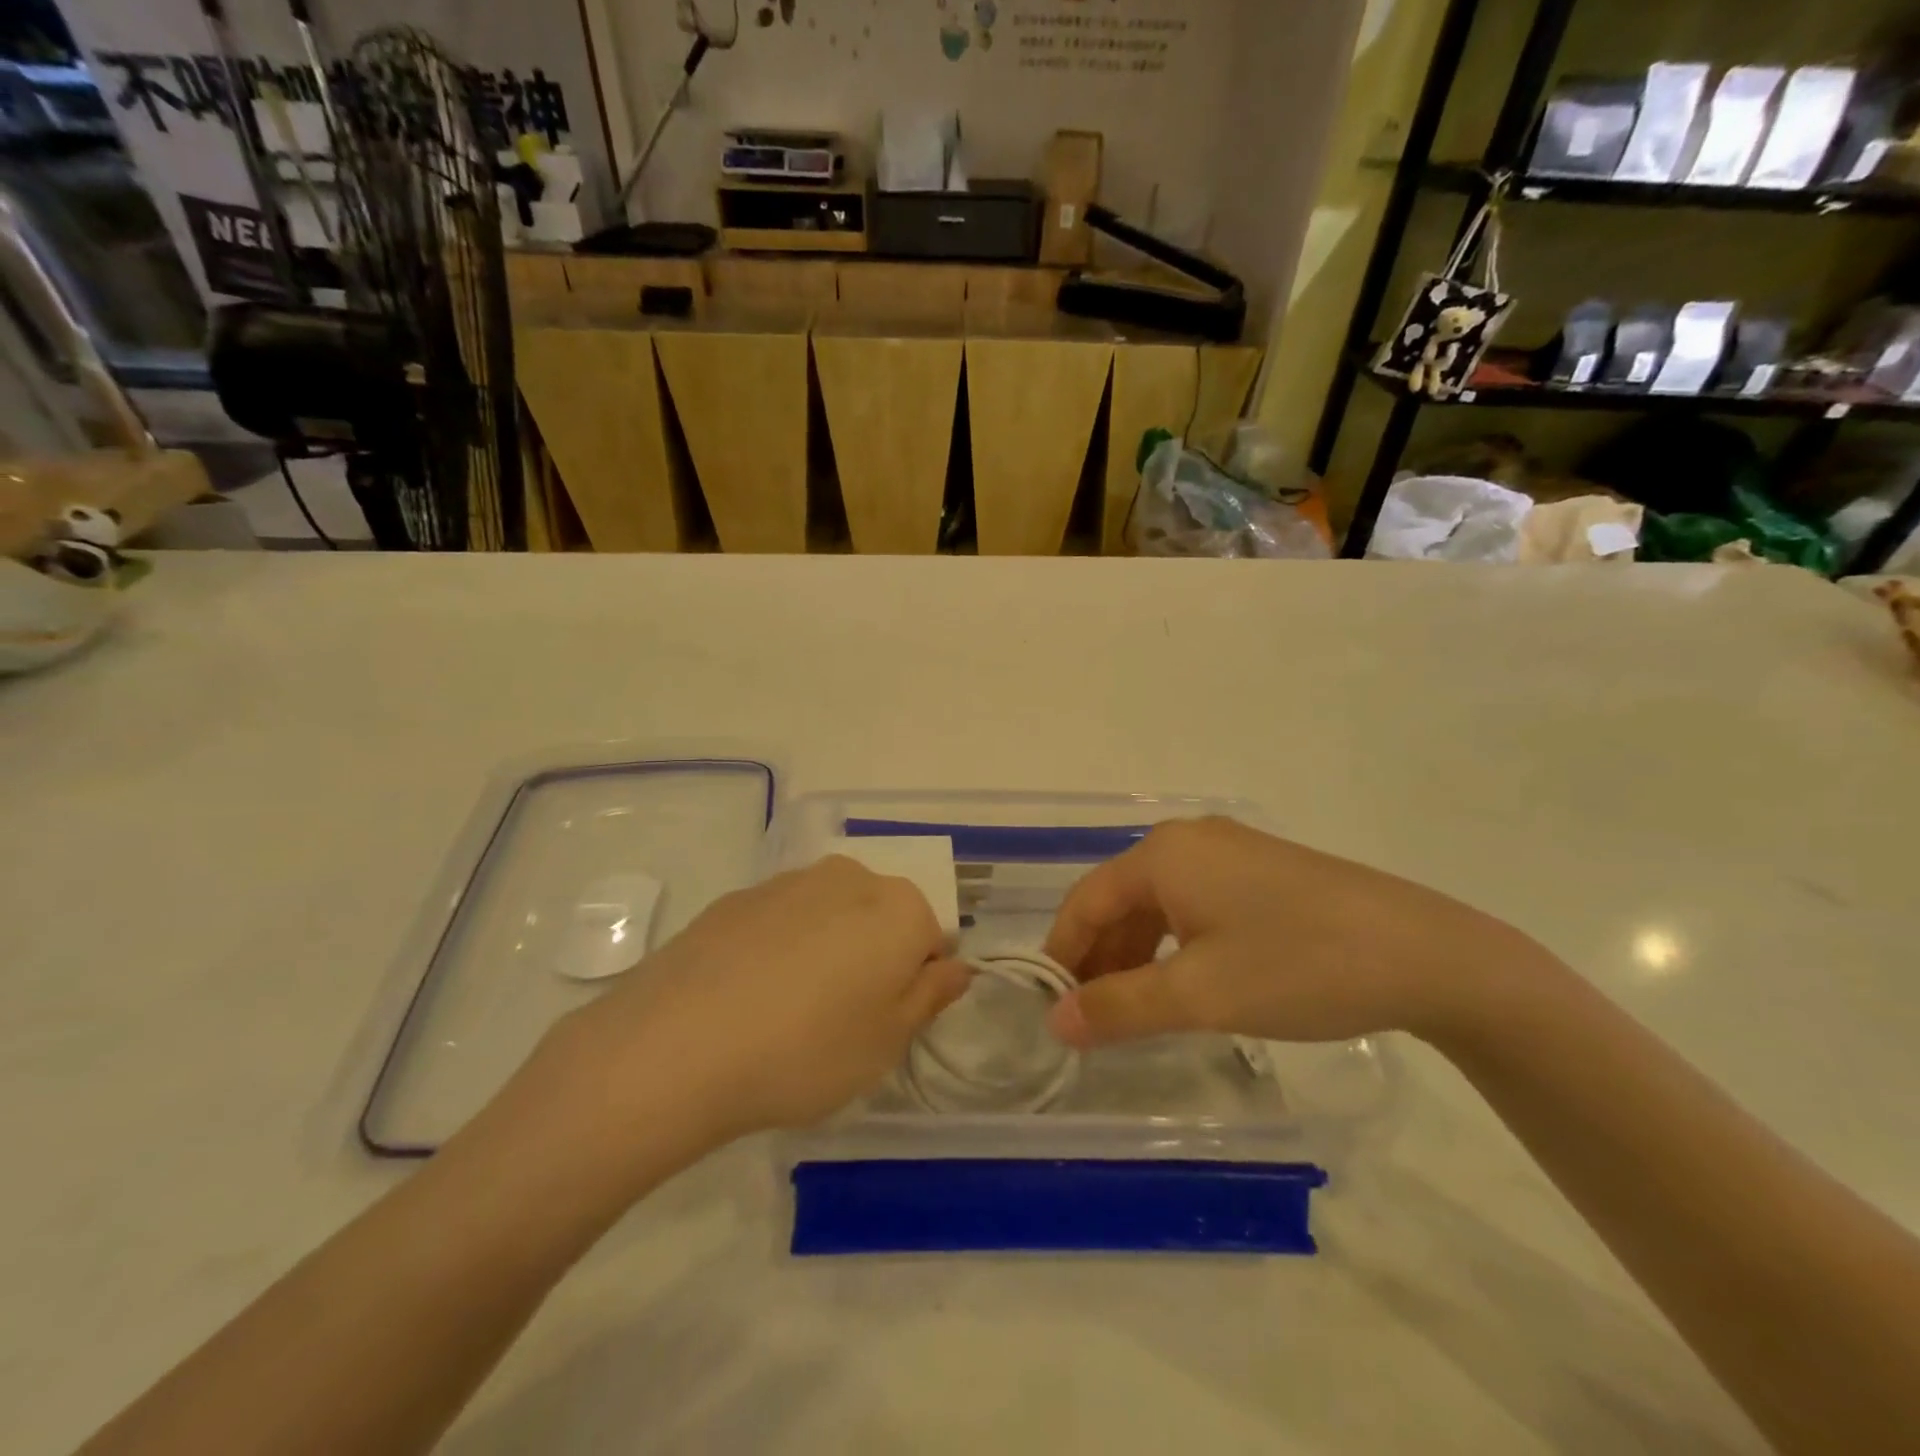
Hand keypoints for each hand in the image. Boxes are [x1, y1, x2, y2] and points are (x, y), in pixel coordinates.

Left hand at [546, 857, 969, 1147]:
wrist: (676, 1046)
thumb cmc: (806, 1051)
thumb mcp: (887, 1042)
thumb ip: (930, 996)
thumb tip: (954, 966)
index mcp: (898, 908)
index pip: (932, 939)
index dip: (915, 985)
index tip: (884, 1025)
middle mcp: (849, 878)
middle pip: (881, 918)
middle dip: (873, 959)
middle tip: (840, 1021)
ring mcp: (788, 882)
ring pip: (830, 915)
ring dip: (826, 950)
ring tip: (788, 1012)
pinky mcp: (737, 897)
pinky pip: (780, 921)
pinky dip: (778, 949)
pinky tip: (747, 997)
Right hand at [1043, 817, 1540, 1048]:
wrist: (1428, 955)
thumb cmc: (1298, 966)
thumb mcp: (1200, 994)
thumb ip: (1119, 1007)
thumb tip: (1055, 1021)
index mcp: (1162, 854)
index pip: (1086, 901)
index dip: (1062, 954)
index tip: (1052, 1009)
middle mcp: (1188, 841)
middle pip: (1120, 900)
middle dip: (1100, 958)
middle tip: (1094, 1019)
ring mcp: (1229, 852)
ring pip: (1158, 904)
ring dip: (1137, 954)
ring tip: (1136, 1009)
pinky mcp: (1262, 870)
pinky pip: (1194, 903)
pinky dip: (1175, 944)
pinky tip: (1186, 982)